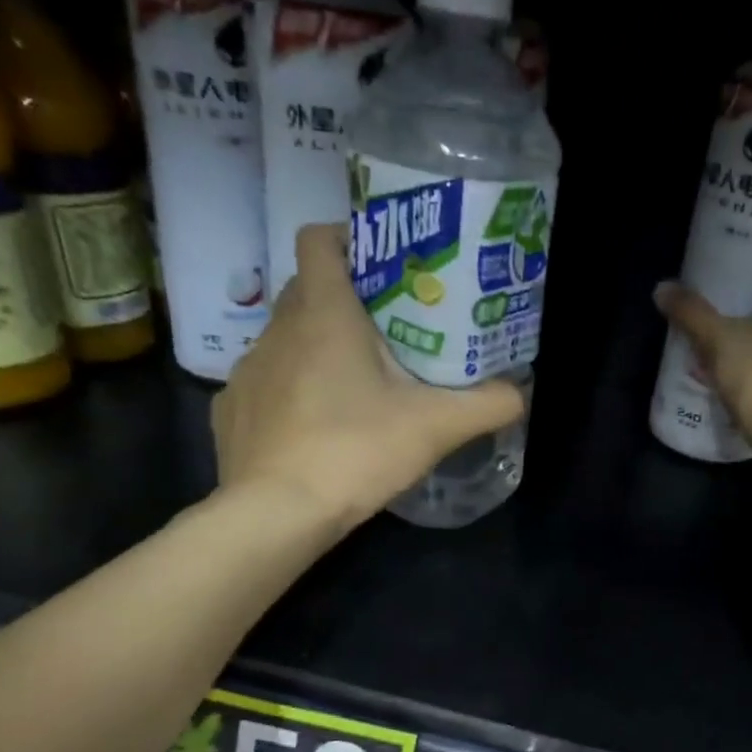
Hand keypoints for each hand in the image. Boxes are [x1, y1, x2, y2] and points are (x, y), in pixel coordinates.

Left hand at [211, 223, 526, 529]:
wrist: (277, 514)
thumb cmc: (356, 451)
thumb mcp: (436, 427)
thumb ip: (487, 405)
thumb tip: (519, 394)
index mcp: (323, 314)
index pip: (319, 240)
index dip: (348, 238)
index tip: (382, 264)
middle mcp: (277, 330)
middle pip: (307, 289)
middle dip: (345, 299)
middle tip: (389, 330)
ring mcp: (248, 370)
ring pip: (286, 338)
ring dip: (317, 348)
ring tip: (356, 385)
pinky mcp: (232, 410)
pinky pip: (267, 383)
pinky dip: (291, 391)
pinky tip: (316, 427)